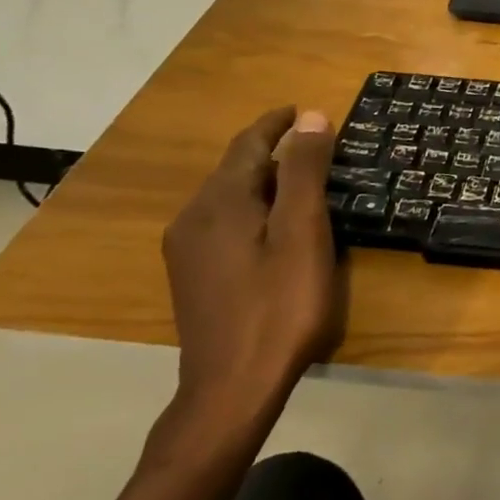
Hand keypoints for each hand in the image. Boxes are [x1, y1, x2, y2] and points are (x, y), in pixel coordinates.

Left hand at [160, 107, 343, 423]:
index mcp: (220, 202)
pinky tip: (272, 226)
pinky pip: (221, 221)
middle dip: (271, 151)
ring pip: (227, 196)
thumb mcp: (303, 233)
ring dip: (262, 180)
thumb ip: (305, 172)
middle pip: (234, 169)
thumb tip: (312, 117)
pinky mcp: (191, 276)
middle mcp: (193, 217)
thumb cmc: (279, 307)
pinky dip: (250, 207)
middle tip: (313, 146)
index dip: (276, 123)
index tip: (300, 109)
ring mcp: (186, 250)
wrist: (231, 389)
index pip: (248, 144)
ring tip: (299, 180)